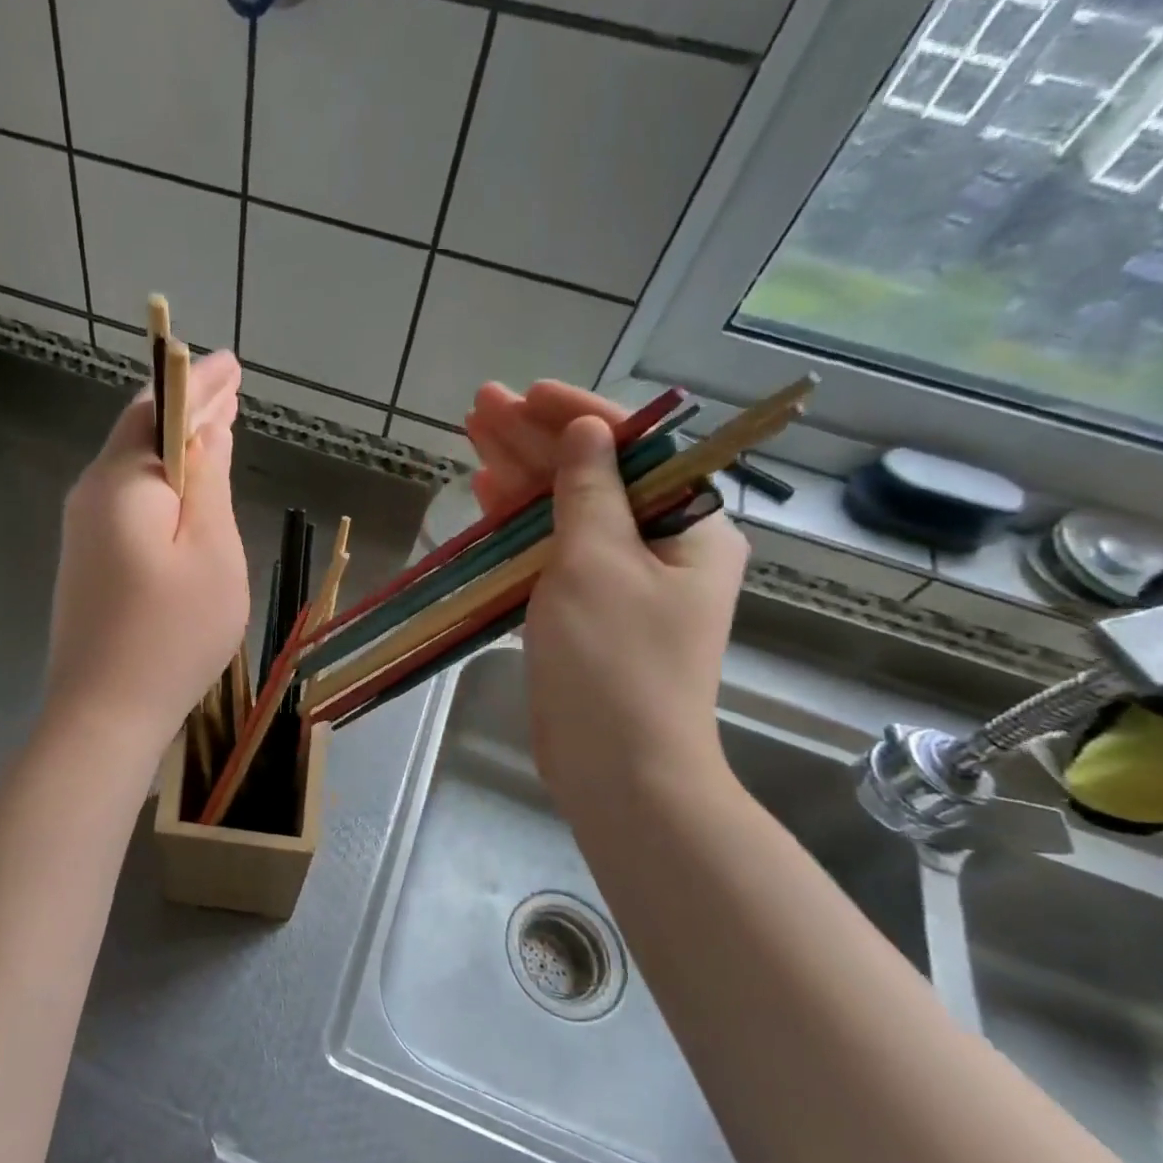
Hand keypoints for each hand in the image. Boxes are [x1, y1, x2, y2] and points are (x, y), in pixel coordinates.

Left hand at [45, 350, 248, 748]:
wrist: (102, 713)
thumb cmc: (171, 634)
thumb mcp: (210, 552)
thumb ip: (208, 483)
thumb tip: (207, 430)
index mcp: (122, 481)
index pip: (161, 409)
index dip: (199, 384)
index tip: (232, 364)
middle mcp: (92, 493)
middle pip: (142, 432)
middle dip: (188, 408)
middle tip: (230, 388)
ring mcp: (82, 529)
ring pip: (134, 466)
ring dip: (176, 443)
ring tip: (217, 425)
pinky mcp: (86, 559)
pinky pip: (128, 499)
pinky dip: (162, 480)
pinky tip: (186, 486)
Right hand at [463, 381, 748, 819]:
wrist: (617, 768)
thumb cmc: (614, 662)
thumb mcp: (597, 563)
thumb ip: (588, 490)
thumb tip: (587, 430)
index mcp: (689, 528)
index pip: (636, 449)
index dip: (578, 414)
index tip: (529, 393)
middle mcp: (660, 547)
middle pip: (594, 475)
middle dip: (536, 440)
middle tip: (481, 405)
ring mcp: (620, 582)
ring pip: (566, 512)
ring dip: (520, 476)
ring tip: (473, 436)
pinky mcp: (584, 612)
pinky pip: (551, 552)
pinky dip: (519, 526)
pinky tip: (487, 497)